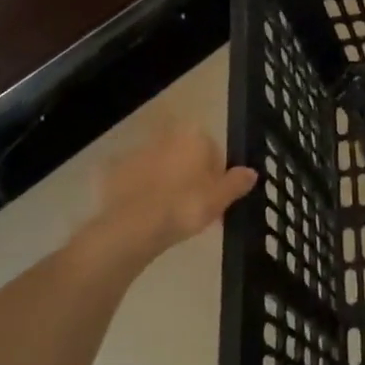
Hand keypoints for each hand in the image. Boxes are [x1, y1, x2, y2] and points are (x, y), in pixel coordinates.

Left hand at [67, 123, 255, 280]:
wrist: (133, 227)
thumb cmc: (185, 206)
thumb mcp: (221, 198)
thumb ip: (237, 182)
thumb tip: (251, 172)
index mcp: (193, 136)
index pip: (213, 150)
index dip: (216, 174)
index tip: (215, 197)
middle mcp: (165, 137)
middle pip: (185, 155)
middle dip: (190, 176)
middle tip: (194, 208)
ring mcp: (136, 153)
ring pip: (160, 166)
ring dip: (166, 183)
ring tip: (170, 215)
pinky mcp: (113, 172)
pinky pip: (136, 180)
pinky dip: (142, 192)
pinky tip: (147, 214)